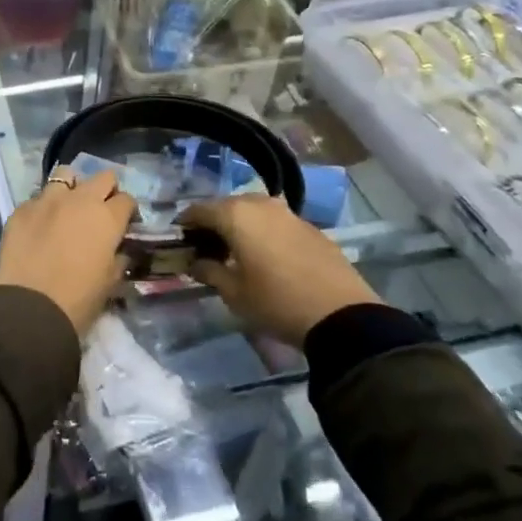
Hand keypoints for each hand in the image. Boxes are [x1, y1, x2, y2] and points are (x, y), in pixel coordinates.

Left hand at [0, 167, 136, 337]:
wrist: (30, 306)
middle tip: (100, 210)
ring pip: (65, 175)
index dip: (127, 211)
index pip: (126, 199)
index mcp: (106, 217)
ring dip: (71, 188)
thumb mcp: (110, 282)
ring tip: (67, 208)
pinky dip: (43, 208)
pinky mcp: (21, 209)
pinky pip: (37, 198)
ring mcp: (47, 200)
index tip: (124, 223)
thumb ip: (118, 258)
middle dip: (105, 190)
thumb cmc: (78, 299)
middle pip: (102, 177)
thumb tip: (119, 250)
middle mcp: (79, 199)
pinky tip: (39, 227)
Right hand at [181, 195, 381, 344]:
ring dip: (240, 226)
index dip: (186, 223)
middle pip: (226, 206)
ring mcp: (288, 213)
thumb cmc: (276, 302)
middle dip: (213, 223)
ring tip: (236, 251)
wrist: (342, 315)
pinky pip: (275, 222)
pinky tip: (266, 255)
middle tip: (206, 247)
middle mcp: (260, 204)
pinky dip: (263, 232)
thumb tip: (196, 263)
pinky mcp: (310, 227)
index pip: (199, 210)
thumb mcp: (234, 293)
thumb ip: (209, 272)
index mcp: (235, 215)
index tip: (179, 239)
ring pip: (253, 211)